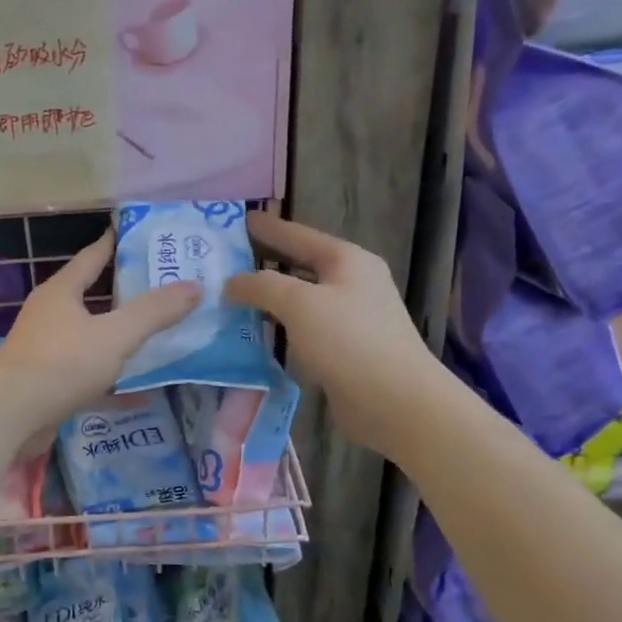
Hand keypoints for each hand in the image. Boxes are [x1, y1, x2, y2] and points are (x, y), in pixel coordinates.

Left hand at [0, 232, 200, 432]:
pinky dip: (115, 383)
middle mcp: (51, 316)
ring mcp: (47, 351)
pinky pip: (90, 377)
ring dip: (120, 339)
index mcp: (62, 292)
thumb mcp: (115, 335)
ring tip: (159, 335)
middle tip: (165, 288)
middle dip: (127, 293)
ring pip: (92, 338)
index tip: (141, 234)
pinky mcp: (49, 384)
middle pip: (93, 297)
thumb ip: (154, 312)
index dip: (116, 243)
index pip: (93, 256)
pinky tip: (144, 393)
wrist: (9, 416)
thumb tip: (194, 286)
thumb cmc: (61, 364)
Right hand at [225, 212, 435, 454]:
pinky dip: (279, 329)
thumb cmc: (349, 341)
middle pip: (299, 266)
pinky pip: (302, 331)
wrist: (396, 402)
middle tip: (225, 261)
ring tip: (229, 297)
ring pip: (299, 301)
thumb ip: (261, 286)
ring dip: (268, 300)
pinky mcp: (343, 351)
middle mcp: (351, 284)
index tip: (240, 219)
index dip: (268, 227)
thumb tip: (231, 283)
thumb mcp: (299, 303)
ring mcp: (349, 319)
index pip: (299, 235)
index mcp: (347, 260)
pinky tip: (252, 335)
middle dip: (264, 263)